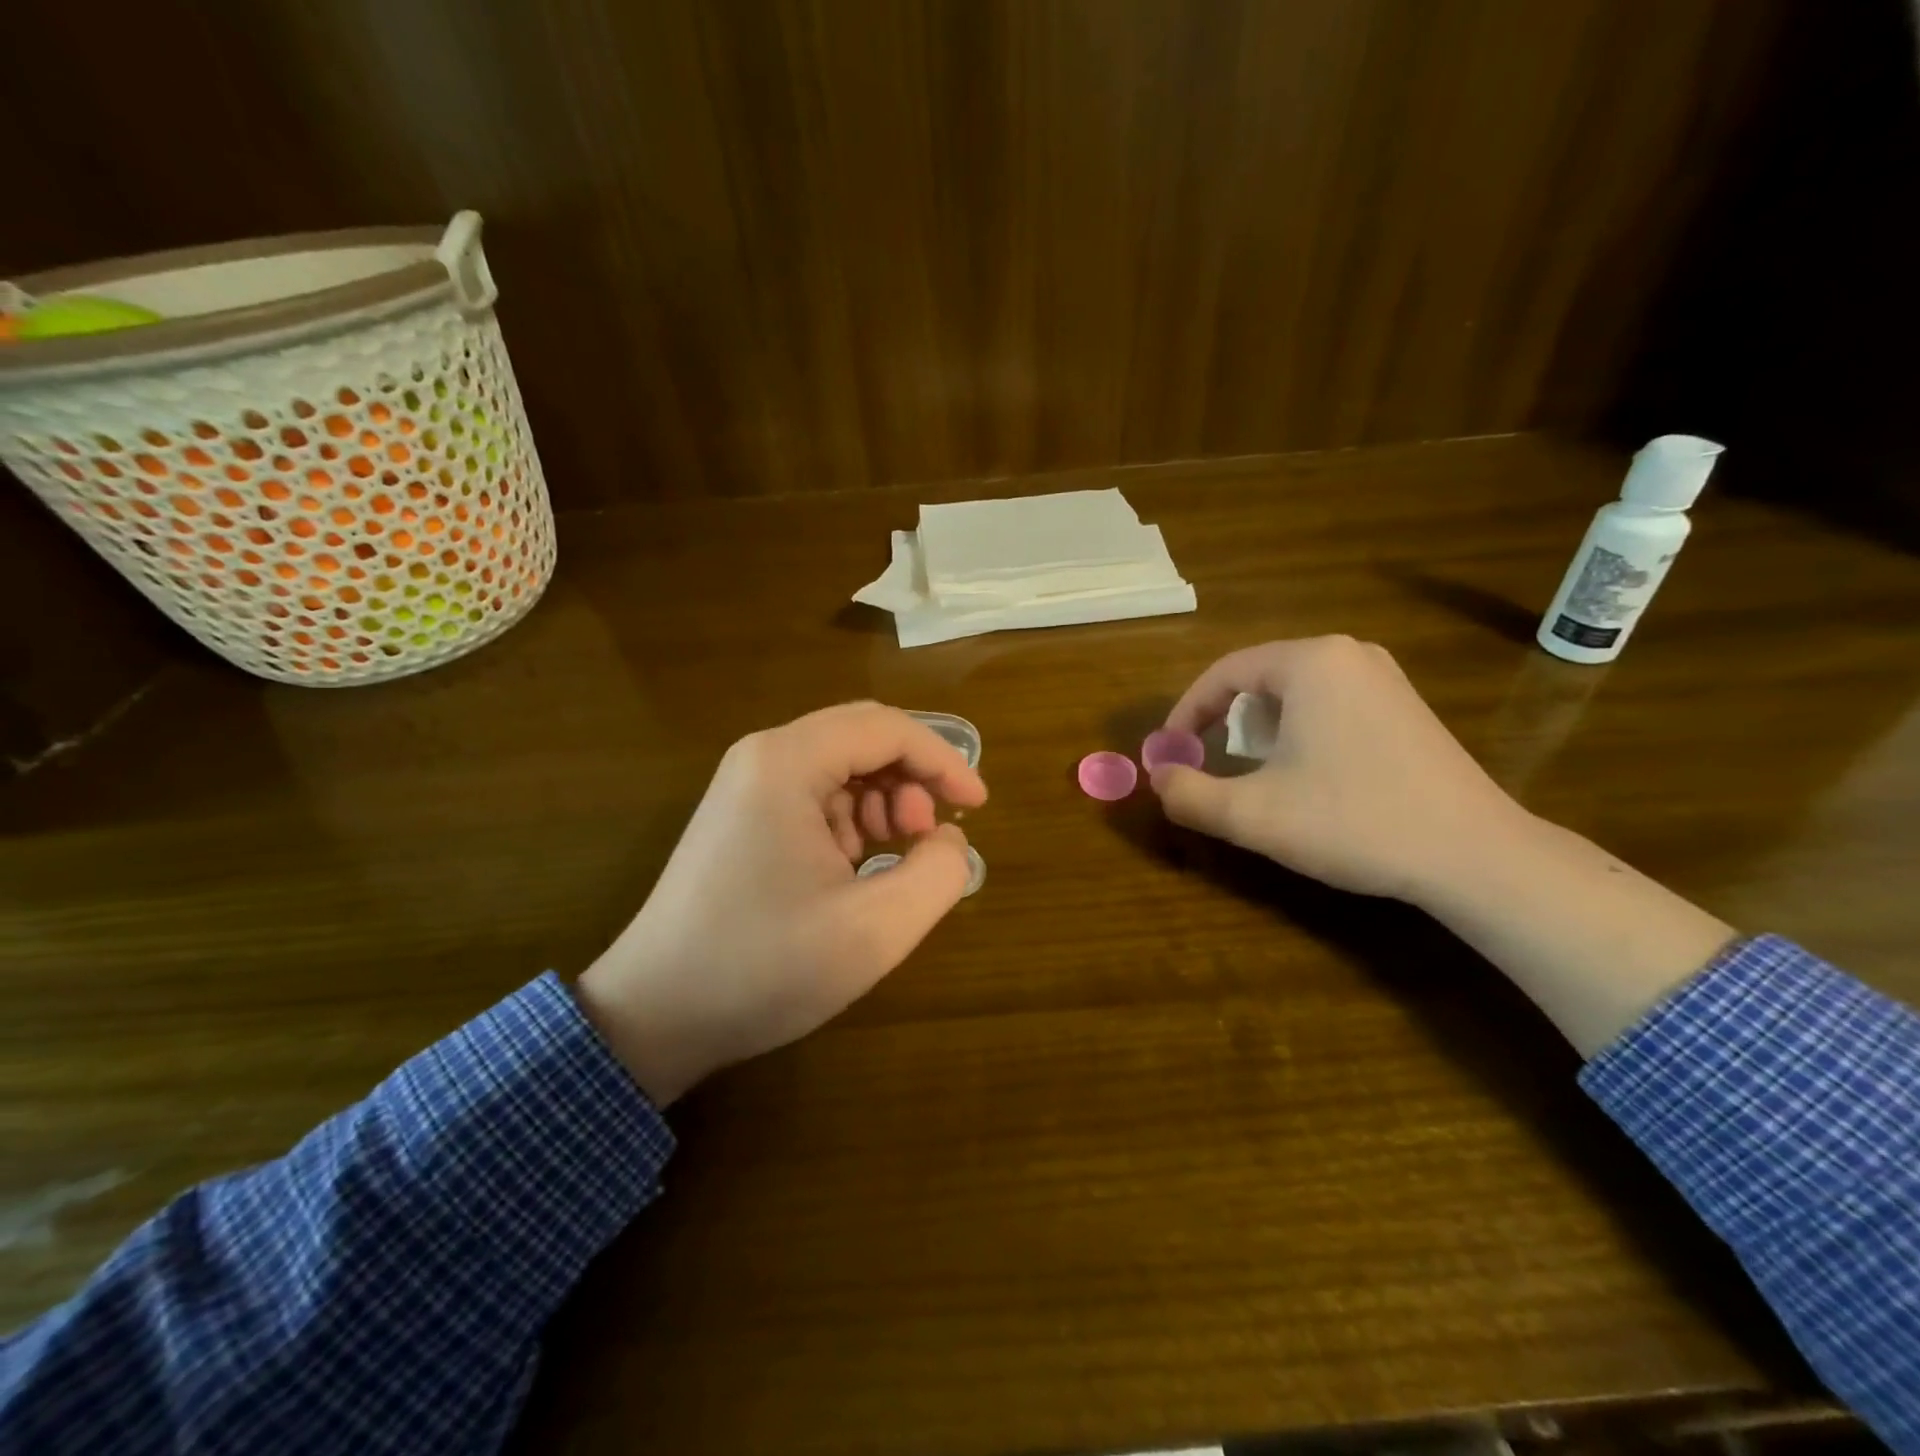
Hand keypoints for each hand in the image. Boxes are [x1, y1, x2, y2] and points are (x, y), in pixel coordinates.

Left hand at [576, 702, 986, 1103]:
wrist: (655, 1015)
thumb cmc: (764, 968)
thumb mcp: (873, 930)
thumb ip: (938, 875)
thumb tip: (949, 839)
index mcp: (787, 763)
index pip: (885, 728)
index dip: (943, 760)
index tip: (978, 806)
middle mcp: (762, 758)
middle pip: (861, 738)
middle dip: (912, 779)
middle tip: (930, 835)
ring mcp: (746, 787)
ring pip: (840, 767)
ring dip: (883, 801)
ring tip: (895, 857)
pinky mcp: (741, 819)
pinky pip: (814, 797)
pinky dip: (852, 822)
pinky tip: (856, 870)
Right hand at [1152, 636, 1530, 901]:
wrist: (1474, 855)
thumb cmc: (1353, 821)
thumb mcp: (1253, 814)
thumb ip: (1189, 794)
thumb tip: (1157, 779)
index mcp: (1310, 662)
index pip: (1223, 673)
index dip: (1185, 713)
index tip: (1169, 753)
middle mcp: (1349, 654)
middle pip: (1259, 679)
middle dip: (1224, 723)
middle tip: (1211, 765)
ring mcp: (1385, 678)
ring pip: (1295, 693)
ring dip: (1261, 730)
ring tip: (1258, 775)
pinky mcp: (1406, 707)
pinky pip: (1330, 705)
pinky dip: (1301, 733)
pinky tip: (1311, 777)